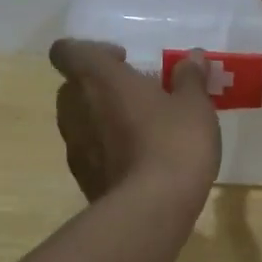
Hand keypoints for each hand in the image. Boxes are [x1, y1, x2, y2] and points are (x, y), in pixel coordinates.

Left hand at [48, 40, 221, 201]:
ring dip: (102, 117)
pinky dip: (106, 148)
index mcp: (99, 79)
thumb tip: (193, 57)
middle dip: (101, 85)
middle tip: (138, 93)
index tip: (124, 60)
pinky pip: (89, 150)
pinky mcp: (82, 178)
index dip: (90, 51)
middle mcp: (77, 108)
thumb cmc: (173, 142)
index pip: (67, 51)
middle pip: (73, 85)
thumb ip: (190, 78)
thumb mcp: (194, 105)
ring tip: (141, 126)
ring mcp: (75, 146)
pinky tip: (139, 159)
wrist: (151, 210)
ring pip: (79, 119)